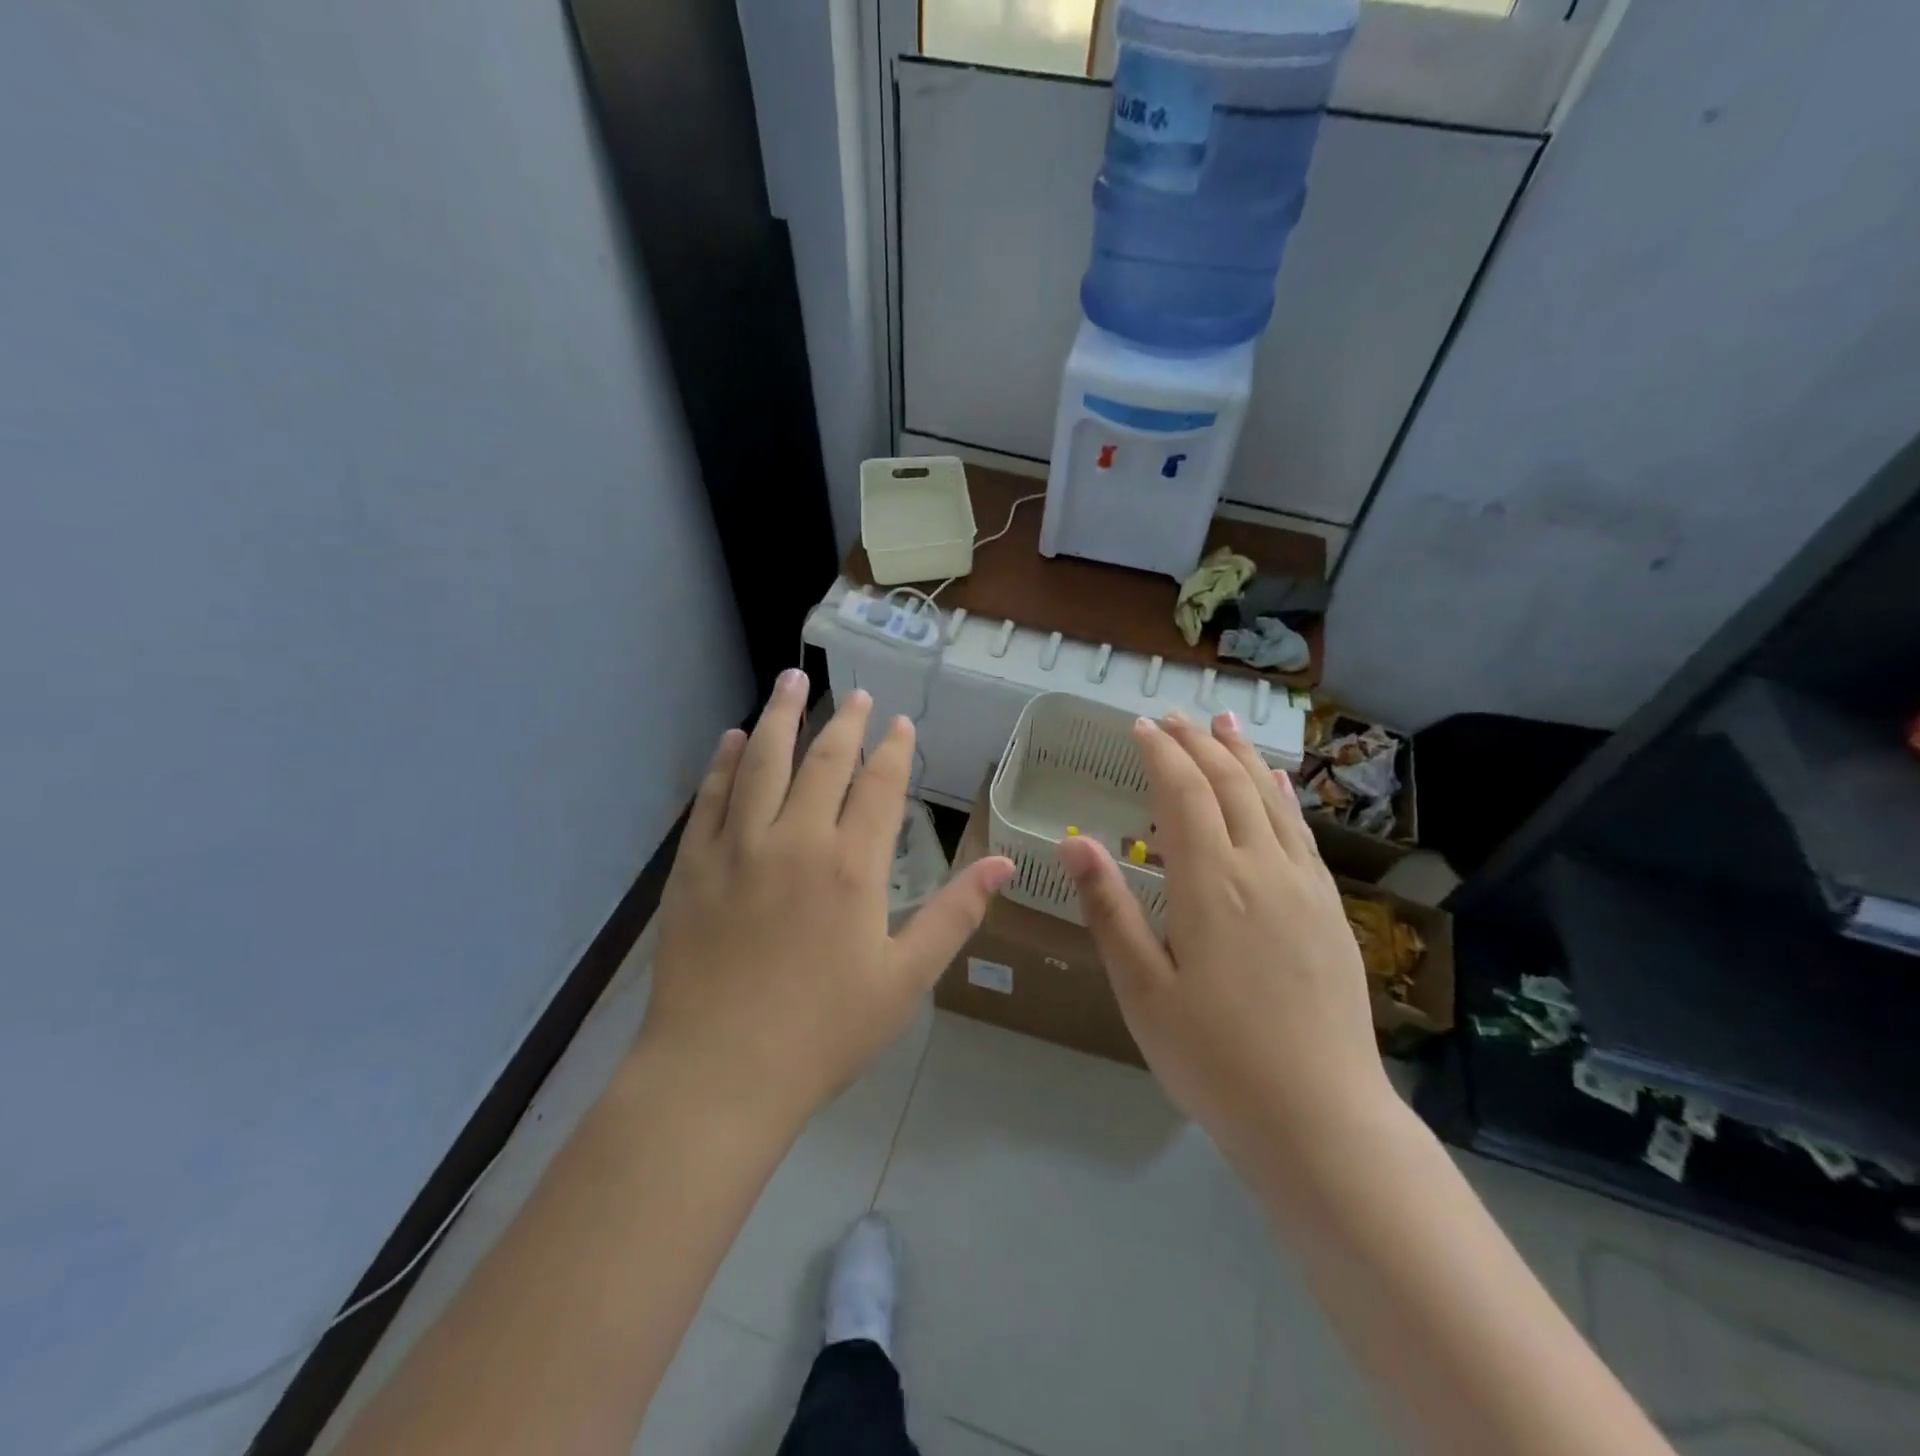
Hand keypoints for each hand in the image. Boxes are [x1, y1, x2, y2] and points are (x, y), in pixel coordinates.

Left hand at [642, 670, 1013, 1123]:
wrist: (720, 1073)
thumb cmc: (824, 1032)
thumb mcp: (905, 979)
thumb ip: (955, 914)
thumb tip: (1005, 864)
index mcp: (852, 866)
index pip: (878, 786)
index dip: (892, 749)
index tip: (898, 723)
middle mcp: (796, 840)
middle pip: (823, 761)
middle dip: (843, 722)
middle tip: (855, 694)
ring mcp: (738, 847)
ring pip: (762, 762)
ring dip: (779, 717)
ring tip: (791, 680)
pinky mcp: (693, 865)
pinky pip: (710, 798)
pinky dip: (723, 762)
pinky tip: (733, 738)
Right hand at [1058, 711, 1391, 1163]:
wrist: (1320, 1119)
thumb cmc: (1214, 1058)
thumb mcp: (1142, 989)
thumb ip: (1110, 909)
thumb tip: (1074, 842)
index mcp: (1210, 883)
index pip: (1183, 793)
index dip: (1161, 753)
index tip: (1140, 727)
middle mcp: (1262, 869)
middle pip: (1229, 785)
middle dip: (1199, 743)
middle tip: (1175, 717)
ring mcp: (1304, 887)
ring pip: (1271, 800)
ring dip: (1243, 756)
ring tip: (1224, 724)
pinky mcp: (1331, 911)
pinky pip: (1302, 833)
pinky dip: (1282, 796)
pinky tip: (1276, 785)